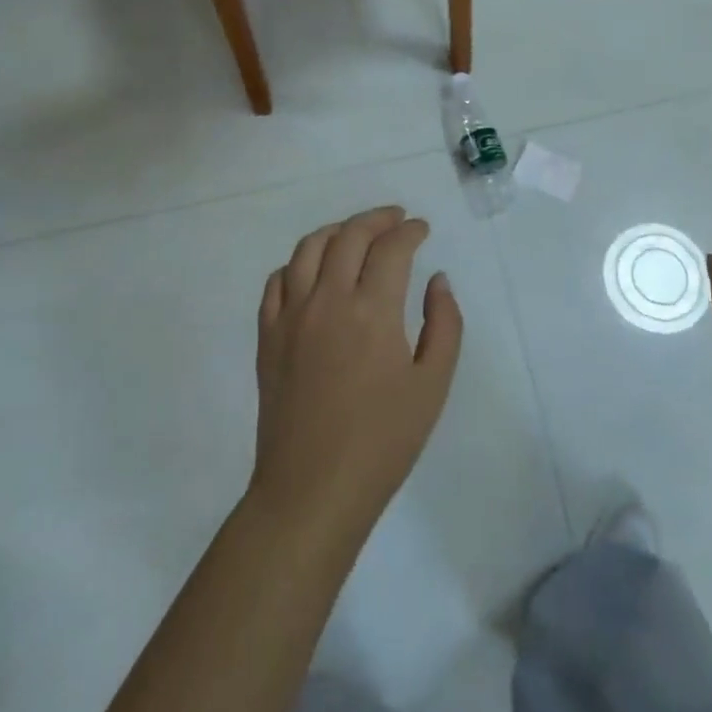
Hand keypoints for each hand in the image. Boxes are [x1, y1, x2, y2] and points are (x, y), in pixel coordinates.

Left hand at [250, 206, 462, 544]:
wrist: (311, 492)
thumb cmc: (382, 443)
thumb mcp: (433, 385)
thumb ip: (444, 324)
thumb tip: (437, 281)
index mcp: (372, 310)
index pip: (392, 247)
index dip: (410, 230)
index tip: (422, 229)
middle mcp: (328, 300)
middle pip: (350, 235)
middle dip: (377, 219)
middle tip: (396, 219)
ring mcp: (291, 316)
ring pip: (309, 248)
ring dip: (337, 231)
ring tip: (356, 234)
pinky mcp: (267, 336)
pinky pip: (277, 281)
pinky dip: (298, 263)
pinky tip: (313, 271)